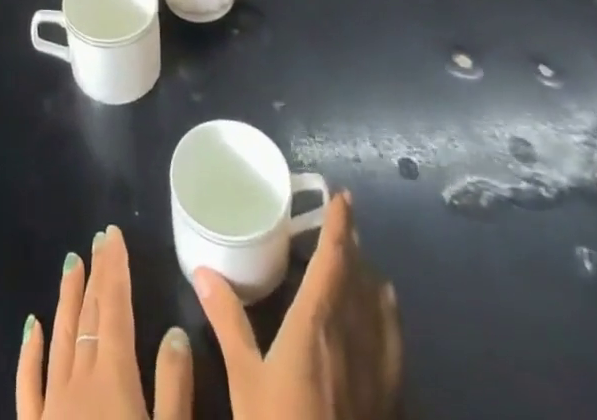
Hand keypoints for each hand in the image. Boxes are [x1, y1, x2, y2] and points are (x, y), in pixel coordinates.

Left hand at [18, 226, 192, 419]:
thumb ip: (173, 390)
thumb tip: (175, 332)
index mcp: (114, 381)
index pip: (114, 310)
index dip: (115, 270)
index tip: (113, 236)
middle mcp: (78, 384)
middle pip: (88, 318)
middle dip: (95, 276)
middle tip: (98, 241)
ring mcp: (51, 409)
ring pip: (59, 339)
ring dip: (67, 300)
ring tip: (70, 264)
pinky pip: (29, 386)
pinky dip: (31, 352)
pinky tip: (32, 327)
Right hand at [194, 192, 403, 419]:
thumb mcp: (245, 381)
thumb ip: (228, 321)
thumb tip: (203, 270)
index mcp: (317, 322)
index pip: (334, 259)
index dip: (340, 225)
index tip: (344, 197)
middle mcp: (352, 335)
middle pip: (360, 278)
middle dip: (353, 248)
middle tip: (340, 228)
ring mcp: (376, 370)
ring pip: (380, 308)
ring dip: (370, 279)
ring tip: (361, 266)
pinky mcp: (388, 400)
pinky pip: (392, 342)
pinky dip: (386, 317)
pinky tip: (382, 320)